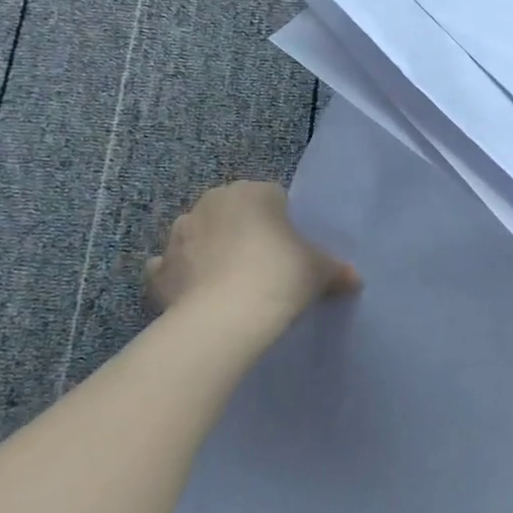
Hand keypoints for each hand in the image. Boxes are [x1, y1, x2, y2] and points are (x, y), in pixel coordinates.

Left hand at [146, 182, 359, 323]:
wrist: (225, 320)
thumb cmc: (279, 277)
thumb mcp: (319, 272)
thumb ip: (336, 270)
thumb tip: (354, 279)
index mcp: (252, 191)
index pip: (273, 197)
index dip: (285, 223)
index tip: (293, 250)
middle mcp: (210, 202)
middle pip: (234, 213)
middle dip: (244, 232)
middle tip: (265, 266)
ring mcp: (178, 235)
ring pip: (201, 236)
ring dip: (211, 252)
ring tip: (232, 284)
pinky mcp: (158, 270)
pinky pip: (174, 268)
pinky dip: (183, 278)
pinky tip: (199, 296)